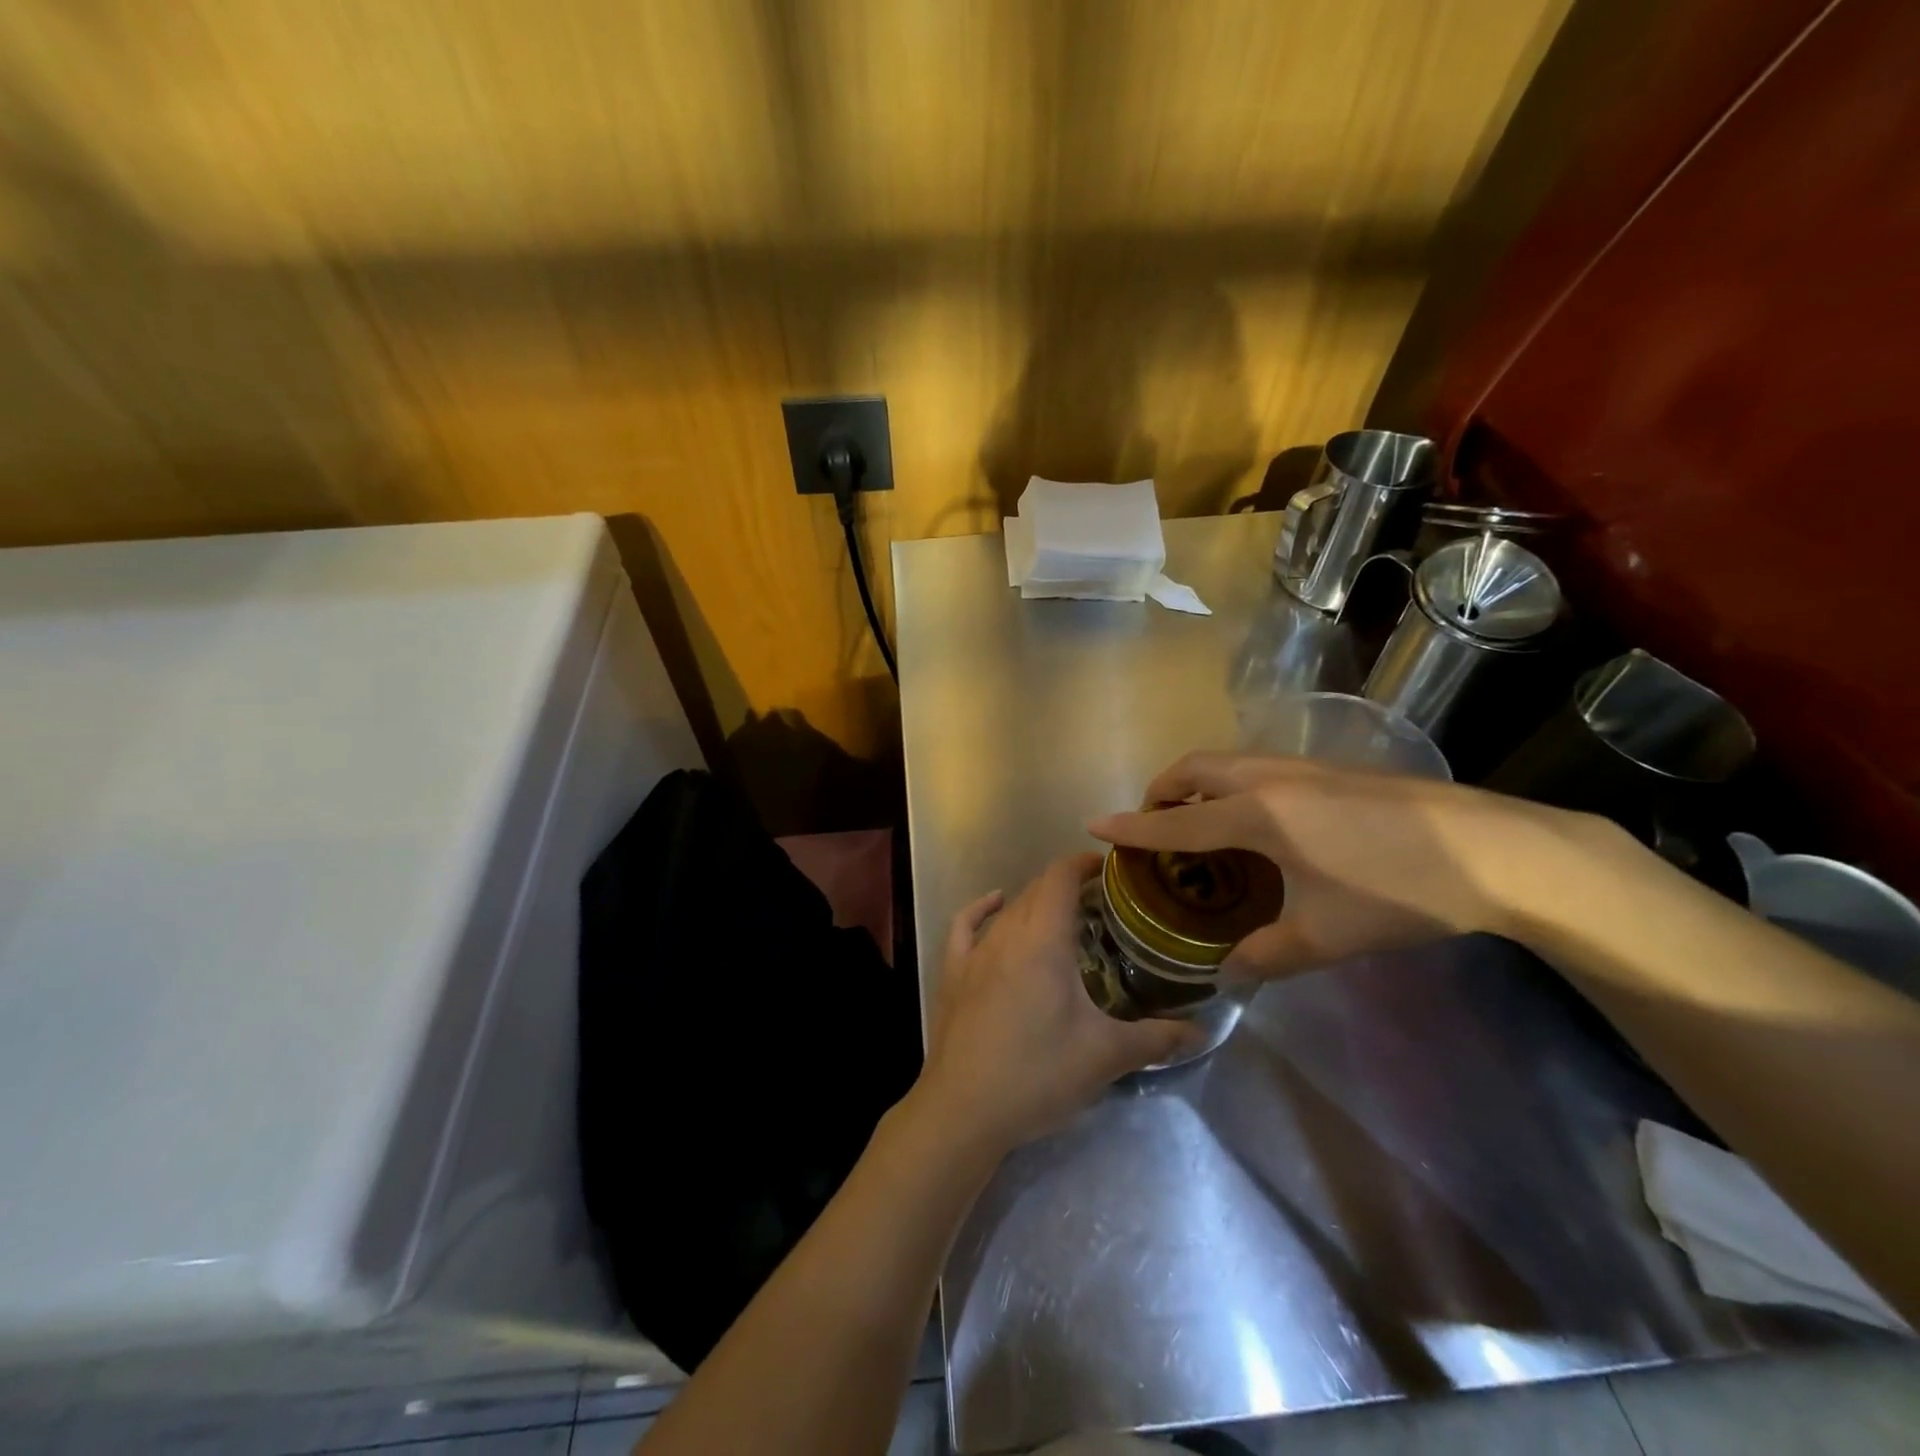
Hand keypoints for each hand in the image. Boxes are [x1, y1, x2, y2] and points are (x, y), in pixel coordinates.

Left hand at [918, 853, 1203, 1153]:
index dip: (1083, 863)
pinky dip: (981, 908)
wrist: (964, 1110)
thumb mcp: (1105, 1056)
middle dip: (1067, 884)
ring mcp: (974, 952)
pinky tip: (994, 904)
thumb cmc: (1038, 1075)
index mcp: (1043, 940)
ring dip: (1036, 902)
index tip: (1110, 868)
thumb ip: (1156, 1039)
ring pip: (1008, 909)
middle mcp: (1007, 934)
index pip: (1060, 878)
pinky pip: (965, 926)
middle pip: (1037, 890)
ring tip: (1064, 914)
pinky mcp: (952, 973)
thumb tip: (1201, 1031)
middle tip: (1101, 900)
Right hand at [1088, 752, 1588, 979]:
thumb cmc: (1400, 892)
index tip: (1095, 824)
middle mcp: (1270, 780)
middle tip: (1154, 826)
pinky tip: (1260, 827)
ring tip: (1200, 826)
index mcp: (1258, 815)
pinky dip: (1232, 787)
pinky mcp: (1332, 770)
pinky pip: (1258, 769)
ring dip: (1199, 785)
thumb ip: (1267, 955)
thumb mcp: (1327, 936)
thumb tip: (1227, 972)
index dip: (1132, 827)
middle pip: (1195, 769)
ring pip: (1228, 763)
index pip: (1176, 822)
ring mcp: (1303, 768)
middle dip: (1163, 791)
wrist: (1496, 850)